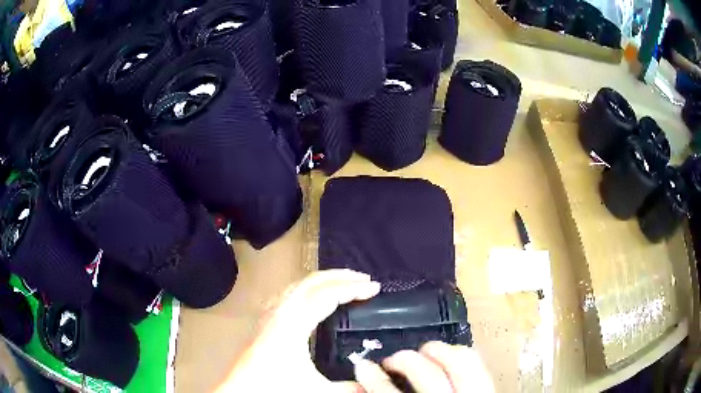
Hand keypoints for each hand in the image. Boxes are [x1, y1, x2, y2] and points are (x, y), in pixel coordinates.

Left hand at [215, 269, 380, 392]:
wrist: (240, 391)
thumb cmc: (275, 388)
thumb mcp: (317, 390)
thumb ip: (349, 387)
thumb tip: (371, 384)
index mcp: (292, 323)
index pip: (326, 295)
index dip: (352, 288)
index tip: (375, 288)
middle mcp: (279, 312)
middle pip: (311, 282)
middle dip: (340, 276)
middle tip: (364, 279)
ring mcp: (269, 315)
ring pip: (298, 285)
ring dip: (324, 281)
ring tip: (344, 284)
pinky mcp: (265, 323)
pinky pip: (290, 295)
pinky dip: (309, 290)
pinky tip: (314, 300)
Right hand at [354, 341, 494, 392]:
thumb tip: (355, 387)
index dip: (373, 378)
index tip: (363, 366)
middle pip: (426, 373)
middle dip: (404, 359)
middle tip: (392, 361)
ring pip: (458, 360)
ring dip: (436, 350)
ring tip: (422, 353)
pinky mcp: (487, 390)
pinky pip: (475, 363)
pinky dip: (459, 354)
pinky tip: (446, 357)